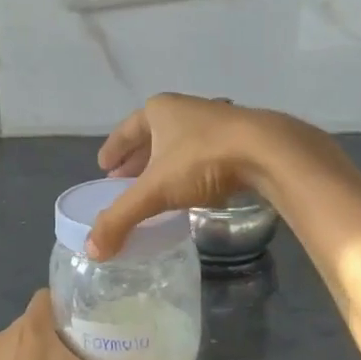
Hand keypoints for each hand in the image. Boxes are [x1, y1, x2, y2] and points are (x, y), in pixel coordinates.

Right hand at [88, 94, 291, 258]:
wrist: (268, 152)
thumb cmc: (203, 160)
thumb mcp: (156, 191)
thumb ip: (121, 218)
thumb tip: (92, 251)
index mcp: (159, 110)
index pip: (126, 130)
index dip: (113, 149)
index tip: (103, 167)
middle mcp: (185, 109)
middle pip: (153, 135)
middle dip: (138, 159)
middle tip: (124, 181)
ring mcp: (216, 120)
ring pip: (181, 143)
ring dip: (166, 163)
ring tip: (156, 185)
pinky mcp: (241, 137)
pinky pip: (205, 152)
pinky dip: (192, 168)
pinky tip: (194, 186)